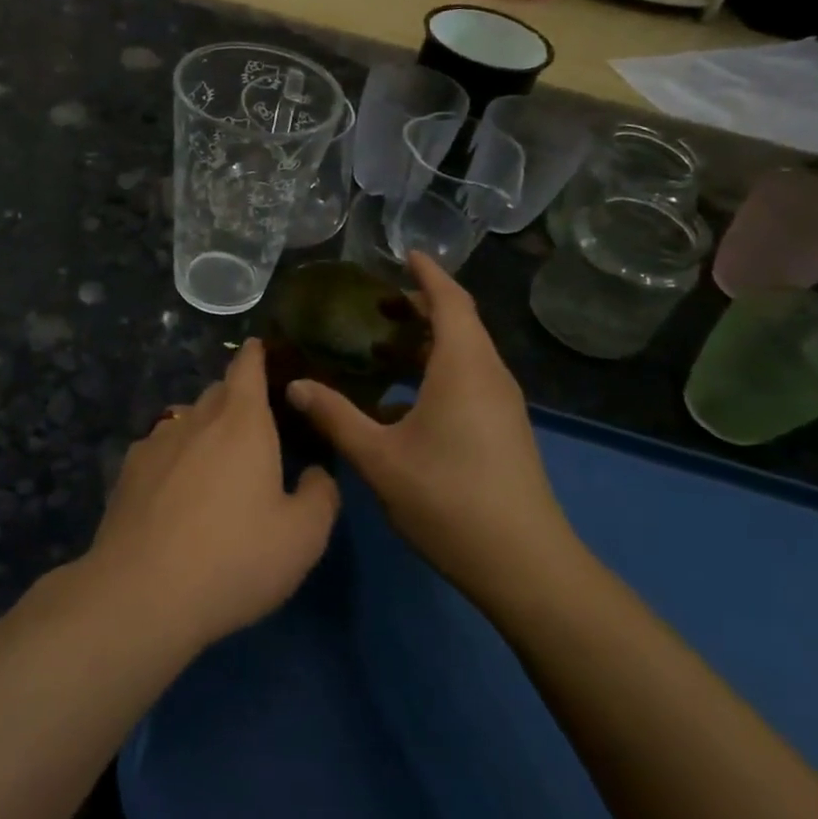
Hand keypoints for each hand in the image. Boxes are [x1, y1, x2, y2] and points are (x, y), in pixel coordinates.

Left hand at [84, 339, 339, 650]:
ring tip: (217, 466)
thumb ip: (320, 495)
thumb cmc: (234, 558)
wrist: (141, 594)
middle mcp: (196, 419)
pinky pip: (160, 451)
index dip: (256, 354)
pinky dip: (175, 460)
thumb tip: (314, 474)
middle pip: (218, 393)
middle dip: (237, 399)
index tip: (261, 350)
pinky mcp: (127, 473)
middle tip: (256, 428)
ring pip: (186, 421)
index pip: (247, 366)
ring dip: (205, 431)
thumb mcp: (303, 536)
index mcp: (242, 421)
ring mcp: (155, 443)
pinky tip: (178, 495)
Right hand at [287, 252, 579, 600]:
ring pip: (465, 355)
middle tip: (378, 304)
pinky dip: (437, 372)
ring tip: (383, 348)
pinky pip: (470, 380)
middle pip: (459, 324)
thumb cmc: (448, 499)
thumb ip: (336, 417)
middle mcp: (489, 376)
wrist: (523, 564)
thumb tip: (294, 387)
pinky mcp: (504, 429)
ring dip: (429, 343)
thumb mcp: (380, 458)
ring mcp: (502, 405)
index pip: (451, 301)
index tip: (405, 254)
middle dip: (422, 307)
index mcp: (464, 367)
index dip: (428, 274)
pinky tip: (401, 403)